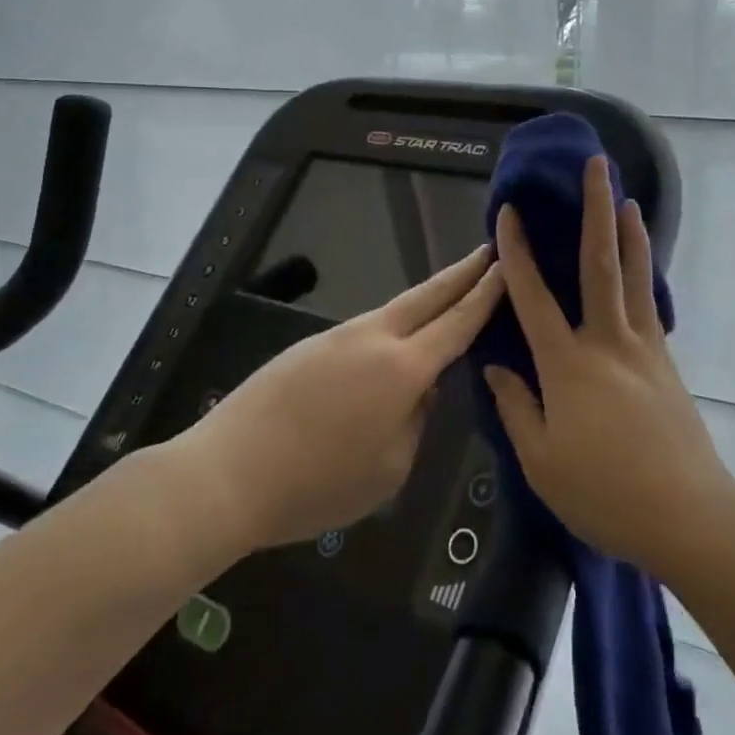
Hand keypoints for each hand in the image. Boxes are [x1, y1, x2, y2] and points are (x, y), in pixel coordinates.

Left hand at [169, 245, 502, 552]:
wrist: (227, 473)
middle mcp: (374, 338)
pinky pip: (365, 331)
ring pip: (395, 311)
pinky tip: (392, 346)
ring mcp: (337, 337)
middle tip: (489, 251)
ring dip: (427, 299)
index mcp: (403, 368)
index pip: (458, 322)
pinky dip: (392, 328)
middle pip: (428, 295)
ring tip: (449, 296)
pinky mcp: (309, 347)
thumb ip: (415, 421)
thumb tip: (420, 391)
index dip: (486, 293)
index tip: (507, 266)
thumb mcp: (389, 469)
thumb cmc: (317, 483)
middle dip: (462, 273)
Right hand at [484, 156, 734, 576]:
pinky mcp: (667, 363)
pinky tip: (643, 267)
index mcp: (568, 366)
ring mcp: (644, 349)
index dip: (517, 253)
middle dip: (596, 211)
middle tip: (598, 167)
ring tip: (628, 199)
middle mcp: (608, 343)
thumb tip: (496, 367)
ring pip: (635, 278)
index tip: (509, 213)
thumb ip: (517, 408)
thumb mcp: (542, 462)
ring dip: (630, 234)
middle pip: (600, 265)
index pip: (534, 298)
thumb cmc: (605, 493)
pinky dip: (646, 276)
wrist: (688, 515)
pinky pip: (651, 307)